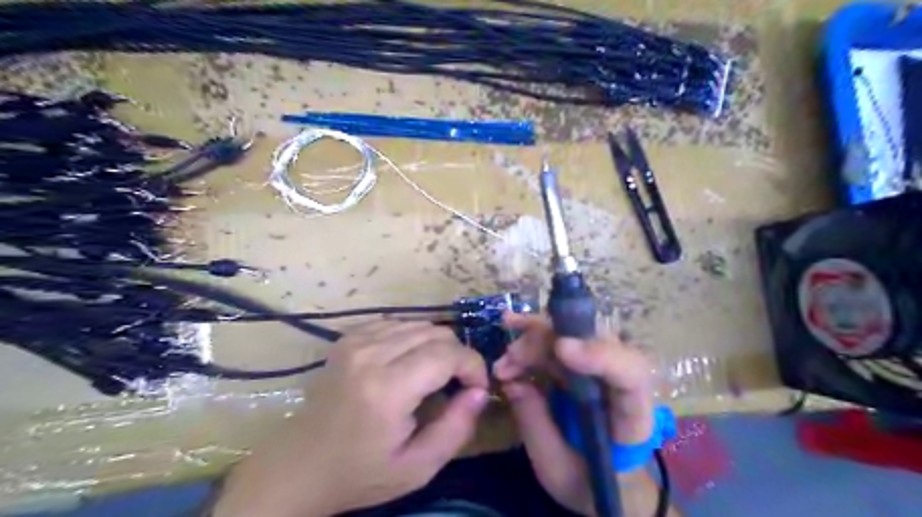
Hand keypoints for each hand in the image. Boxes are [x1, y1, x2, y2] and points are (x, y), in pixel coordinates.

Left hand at [214, 322, 489, 515]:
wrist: (300, 466)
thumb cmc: (360, 473)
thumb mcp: (418, 468)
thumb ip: (457, 428)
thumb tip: (480, 391)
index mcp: (387, 388)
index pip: (449, 353)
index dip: (473, 366)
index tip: (476, 388)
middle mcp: (370, 354)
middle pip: (437, 333)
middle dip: (458, 355)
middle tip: (458, 384)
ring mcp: (356, 341)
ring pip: (419, 324)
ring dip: (437, 346)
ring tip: (435, 375)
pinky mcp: (348, 338)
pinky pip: (397, 324)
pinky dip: (414, 339)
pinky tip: (409, 363)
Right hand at [493, 311, 658, 515]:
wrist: (606, 481)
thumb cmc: (588, 482)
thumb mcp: (556, 467)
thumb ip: (535, 425)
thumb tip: (512, 381)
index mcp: (631, 418)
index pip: (630, 376)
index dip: (599, 355)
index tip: (561, 348)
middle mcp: (622, 382)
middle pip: (593, 343)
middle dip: (548, 342)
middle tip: (510, 357)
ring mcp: (602, 368)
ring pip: (573, 335)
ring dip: (534, 339)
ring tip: (503, 361)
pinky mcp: (583, 364)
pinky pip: (560, 340)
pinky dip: (533, 336)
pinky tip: (511, 328)